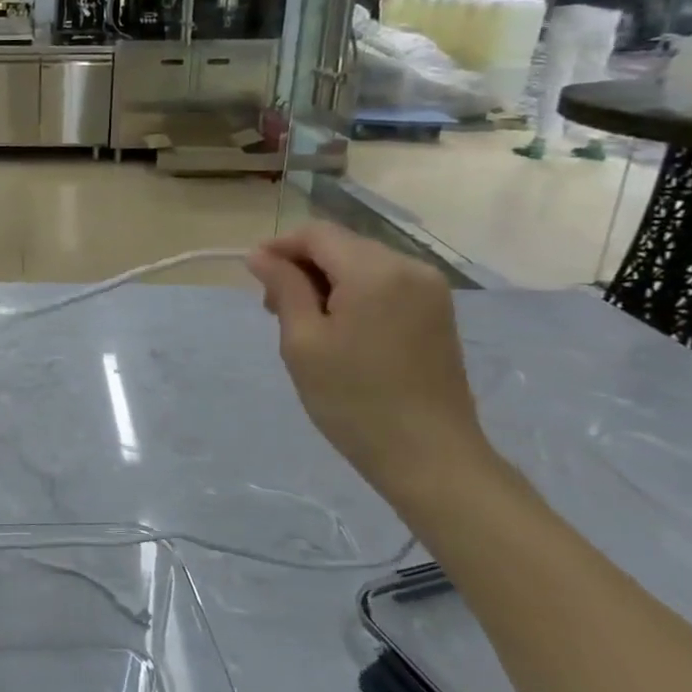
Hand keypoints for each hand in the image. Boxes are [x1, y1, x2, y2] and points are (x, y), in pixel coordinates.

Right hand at [247, 222, 485, 489]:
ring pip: (362, 264)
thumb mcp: (303, 342)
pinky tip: (340, 329)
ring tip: (304, 323)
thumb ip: (283, 288)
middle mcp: (409, 267)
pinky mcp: (438, 312)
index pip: (317, 234)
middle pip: (342, 245)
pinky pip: (385, 284)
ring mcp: (430, 289)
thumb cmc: (354, 400)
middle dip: (302, 266)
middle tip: (273, 308)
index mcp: (375, 270)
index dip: (279, 246)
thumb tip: (260, 255)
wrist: (430, 457)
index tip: (253, 275)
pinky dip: (354, 293)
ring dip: (327, 281)